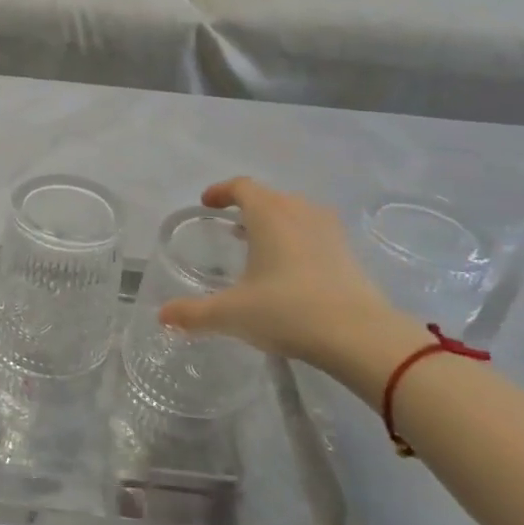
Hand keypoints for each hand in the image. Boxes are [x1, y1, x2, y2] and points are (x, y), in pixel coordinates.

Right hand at [157, 178, 424, 395]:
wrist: (361, 337)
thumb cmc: (288, 311)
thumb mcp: (231, 314)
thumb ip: (194, 313)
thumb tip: (162, 316)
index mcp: (268, 214)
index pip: (241, 187)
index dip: (221, 191)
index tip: (207, 203)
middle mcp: (299, 212)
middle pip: (269, 197)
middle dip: (247, 207)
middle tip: (229, 225)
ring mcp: (329, 231)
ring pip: (295, 213)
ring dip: (274, 222)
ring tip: (259, 244)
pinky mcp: (348, 253)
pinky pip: (314, 233)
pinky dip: (296, 240)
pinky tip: (289, 268)